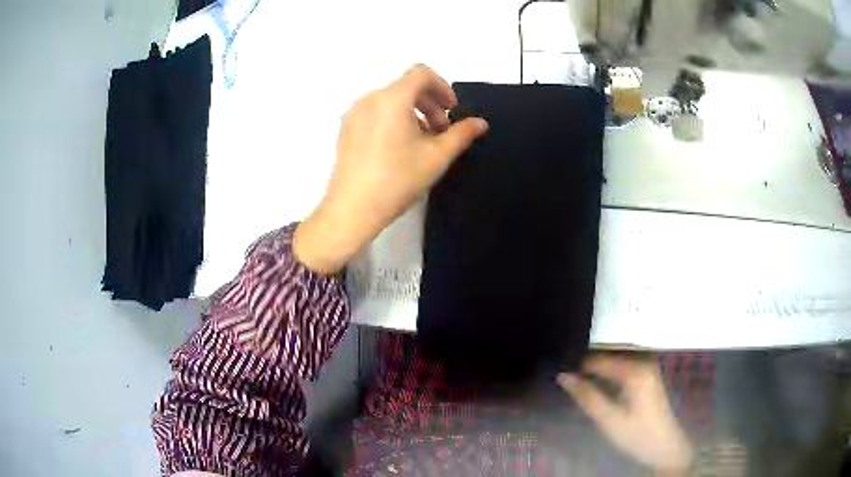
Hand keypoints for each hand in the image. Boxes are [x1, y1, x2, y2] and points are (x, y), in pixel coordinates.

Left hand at [294, 65, 488, 273]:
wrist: (352, 209)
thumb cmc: (398, 179)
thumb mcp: (436, 157)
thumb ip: (461, 134)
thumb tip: (480, 123)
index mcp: (392, 98)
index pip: (421, 73)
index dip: (442, 86)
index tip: (451, 110)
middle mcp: (369, 98)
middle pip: (406, 86)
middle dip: (430, 103)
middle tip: (441, 131)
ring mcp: (354, 113)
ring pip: (390, 100)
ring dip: (413, 112)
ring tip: (422, 143)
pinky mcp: (346, 129)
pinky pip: (375, 112)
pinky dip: (393, 119)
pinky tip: (399, 148)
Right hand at [558, 354, 693, 474]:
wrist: (665, 446)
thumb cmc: (637, 435)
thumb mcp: (608, 419)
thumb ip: (586, 396)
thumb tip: (562, 376)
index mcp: (634, 369)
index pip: (596, 359)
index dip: (576, 366)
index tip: (558, 373)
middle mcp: (643, 360)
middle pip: (607, 356)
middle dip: (587, 366)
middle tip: (566, 380)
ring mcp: (648, 366)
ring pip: (614, 361)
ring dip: (596, 370)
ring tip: (577, 383)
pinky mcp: (648, 374)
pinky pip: (622, 366)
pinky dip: (607, 374)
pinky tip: (597, 386)